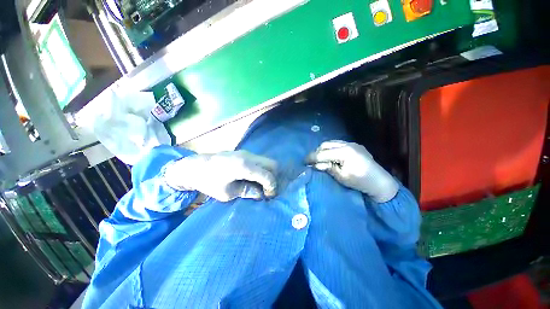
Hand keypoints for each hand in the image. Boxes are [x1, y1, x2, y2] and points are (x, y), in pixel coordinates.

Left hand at [163, 150, 276, 201]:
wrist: (194, 166)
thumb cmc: (208, 182)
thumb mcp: (227, 193)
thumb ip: (247, 192)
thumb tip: (260, 194)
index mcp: (244, 166)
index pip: (267, 175)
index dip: (272, 187)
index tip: (268, 196)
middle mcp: (249, 156)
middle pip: (272, 164)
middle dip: (274, 177)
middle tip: (267, 189)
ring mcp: (247, 153)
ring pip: (267, 161)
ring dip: (268, 172)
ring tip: (261, 185)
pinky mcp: (244, 153)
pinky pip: (260, 160)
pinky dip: (262, 169)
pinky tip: (254, 178)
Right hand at [306, 140, 397, 202]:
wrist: (381, 182)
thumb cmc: (360, 182)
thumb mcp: (341, 177)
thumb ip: (327, 168)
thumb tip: (315, 165)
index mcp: (345, 152)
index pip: (323, 153)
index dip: (312, 157)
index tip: (304, 161)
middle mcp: (348, 144)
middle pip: (326, 144)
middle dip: (317, 152)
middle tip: (311, 161)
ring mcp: (352, 144)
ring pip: (332, 143)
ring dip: (323, 149)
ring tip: (319, 158)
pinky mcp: (355, 146)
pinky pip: (338, 144)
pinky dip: (331, 148)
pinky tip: (330, 155)